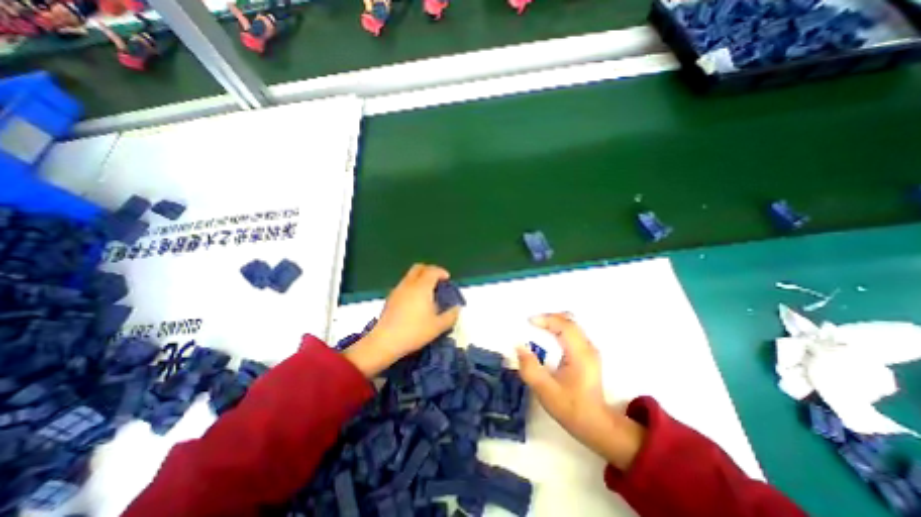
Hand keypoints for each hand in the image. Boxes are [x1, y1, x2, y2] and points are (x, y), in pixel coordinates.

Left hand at [342, 265, 460, 376]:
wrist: (385, 341)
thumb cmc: (414, 332)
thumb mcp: (438, 327)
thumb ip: (451, 316)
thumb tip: (457, 308)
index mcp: (422, 287)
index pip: (432, 271)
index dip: (441, 272)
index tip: (447, 279)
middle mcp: (409, 284)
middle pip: (419, 268)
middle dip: (430, 270)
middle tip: (437, 280)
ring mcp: (397, 290)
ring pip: (410, 275)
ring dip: (420, 278)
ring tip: (427, 292)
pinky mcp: (390, 298)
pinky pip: (404, 284)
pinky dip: (412, 285)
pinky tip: (415, 301)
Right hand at [516, 314, 641, 469]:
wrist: (596, 424)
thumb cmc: (571, 408)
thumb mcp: (545, 391)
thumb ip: (530, 368)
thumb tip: (519, 346)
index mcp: (580, 354)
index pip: (564, 326)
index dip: (546, 319)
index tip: (528, 321)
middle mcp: (588, 347)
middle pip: (569, 321)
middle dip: (548, 318)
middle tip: (531, 323)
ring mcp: (589, 349)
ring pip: (571, 325)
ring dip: (553, 322)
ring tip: (537, 327)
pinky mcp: (587, 353)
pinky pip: (572, 332)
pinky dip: (558, 329)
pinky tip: (548, 336)